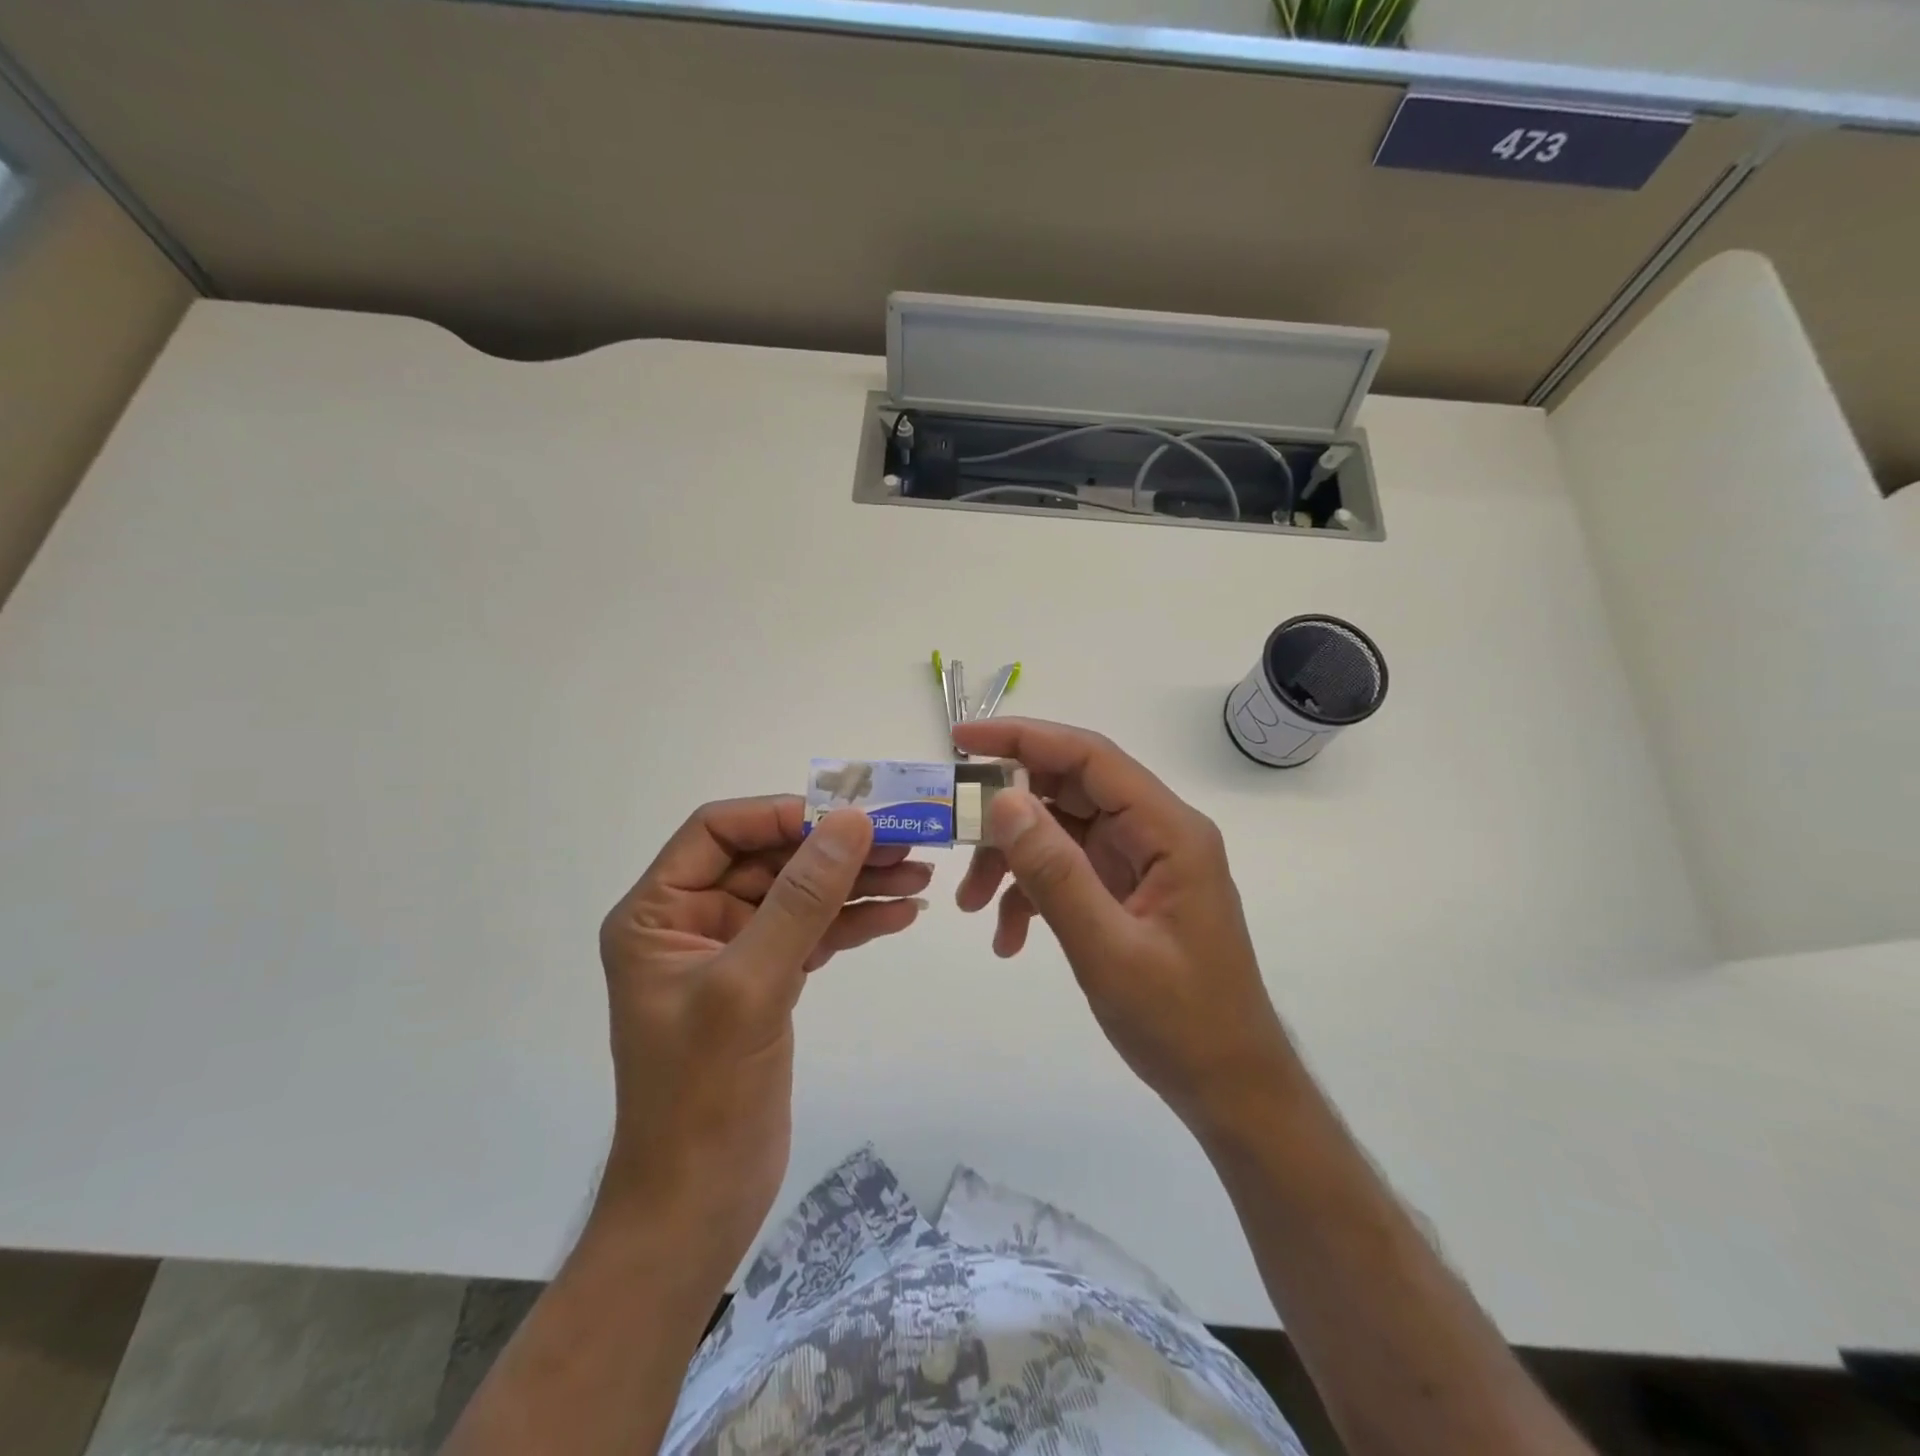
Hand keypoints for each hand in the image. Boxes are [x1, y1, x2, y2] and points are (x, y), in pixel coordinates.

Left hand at [594, 798, 928, 1269]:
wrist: (699, 1204)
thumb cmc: (702, 1095)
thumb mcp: (751, 985)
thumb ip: (802, 899)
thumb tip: (852, 822)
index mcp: (658, 912)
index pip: (718, 830)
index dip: (781, 815)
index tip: (847, 817)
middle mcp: (692, 920)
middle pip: (770, 860)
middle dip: (835, 851)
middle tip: (905, 841)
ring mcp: (733, 951)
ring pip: (799, 895)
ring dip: (856, 883)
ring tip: (918, 874)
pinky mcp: (766, 981)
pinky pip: (813, 933)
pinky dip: (855, 922)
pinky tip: (900, 915)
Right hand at [952, 718, 1301, 1134]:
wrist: (1230, 1088)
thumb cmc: (1182, 1022)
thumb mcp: (1108, 949)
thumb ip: (1054, 872)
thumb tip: (1002, 800)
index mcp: (1169, 831)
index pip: (1090, 757)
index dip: (1025, 738)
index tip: (962, 742)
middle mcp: (1156, 834)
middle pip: (1070, 791)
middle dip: (1007, 812)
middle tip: (953, 830)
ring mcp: (1140, 863)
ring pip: (1061, 832)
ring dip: (1012, 861)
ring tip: (970, 905)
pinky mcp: (1126, 892)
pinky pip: (1068, 872)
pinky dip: (1031, 894)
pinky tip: (1007, 939)